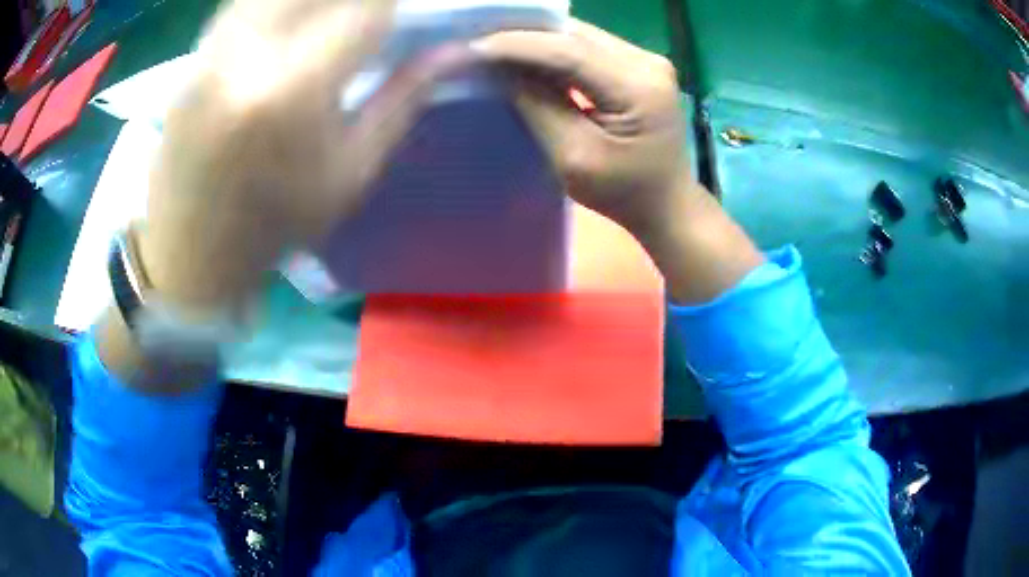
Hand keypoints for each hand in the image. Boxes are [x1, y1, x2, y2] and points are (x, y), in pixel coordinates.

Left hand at [140, 0, 470, 314]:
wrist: (190, 248)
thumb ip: (405, 96)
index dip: (397, 1)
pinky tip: (294, 19)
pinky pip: (247, 0)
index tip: (413, 10)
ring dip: (317, 0)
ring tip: (335, 17)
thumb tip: (457, 50)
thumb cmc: (275, 223)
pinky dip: (280, 2)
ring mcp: (214, 48)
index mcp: (296, 90)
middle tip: (372, 13)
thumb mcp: (351, 172)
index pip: (367, 5)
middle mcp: (249, 52)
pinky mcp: (195, 52)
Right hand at [474, 20, 763, 303]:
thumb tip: (501, 70)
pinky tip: (528, 56)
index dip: (517, 45)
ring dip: (537, 40)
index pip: (568, 51)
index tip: (473, 49)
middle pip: (574, 35)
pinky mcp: (639, 65)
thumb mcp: (573, 157)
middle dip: (522, 35)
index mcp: (638, 87)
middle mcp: (647, 61)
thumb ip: (537, 107)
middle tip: (477, 41)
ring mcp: (646, 60)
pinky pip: (588, 48)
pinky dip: (554, 50)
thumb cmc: (624, 194)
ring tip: (494, 46)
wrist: (668, 204)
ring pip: (579, 36)